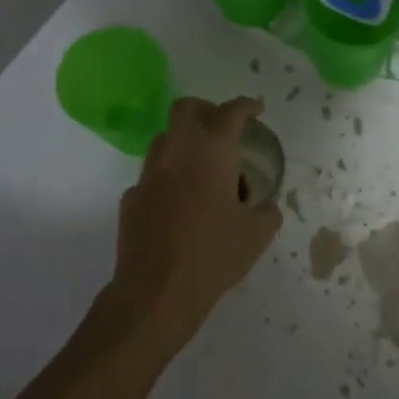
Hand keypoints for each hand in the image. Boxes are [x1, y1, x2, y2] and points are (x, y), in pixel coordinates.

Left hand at [104, 96, 282, 356]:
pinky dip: (168, 178)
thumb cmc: (214, 255)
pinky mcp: (131, 199)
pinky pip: (152, 176)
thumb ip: (267, 212)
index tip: (257, 110)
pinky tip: (180, 204)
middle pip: (185, 109)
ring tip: (202, 167)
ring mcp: (148, 174)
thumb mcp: (257, 235)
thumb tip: (265, 206)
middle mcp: (176, 152)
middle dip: (206, 110)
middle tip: (222, 127)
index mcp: (211, 152)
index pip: (231, 112)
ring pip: (164, 140)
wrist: (157, 292)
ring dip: (184, 143)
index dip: (247, 106)